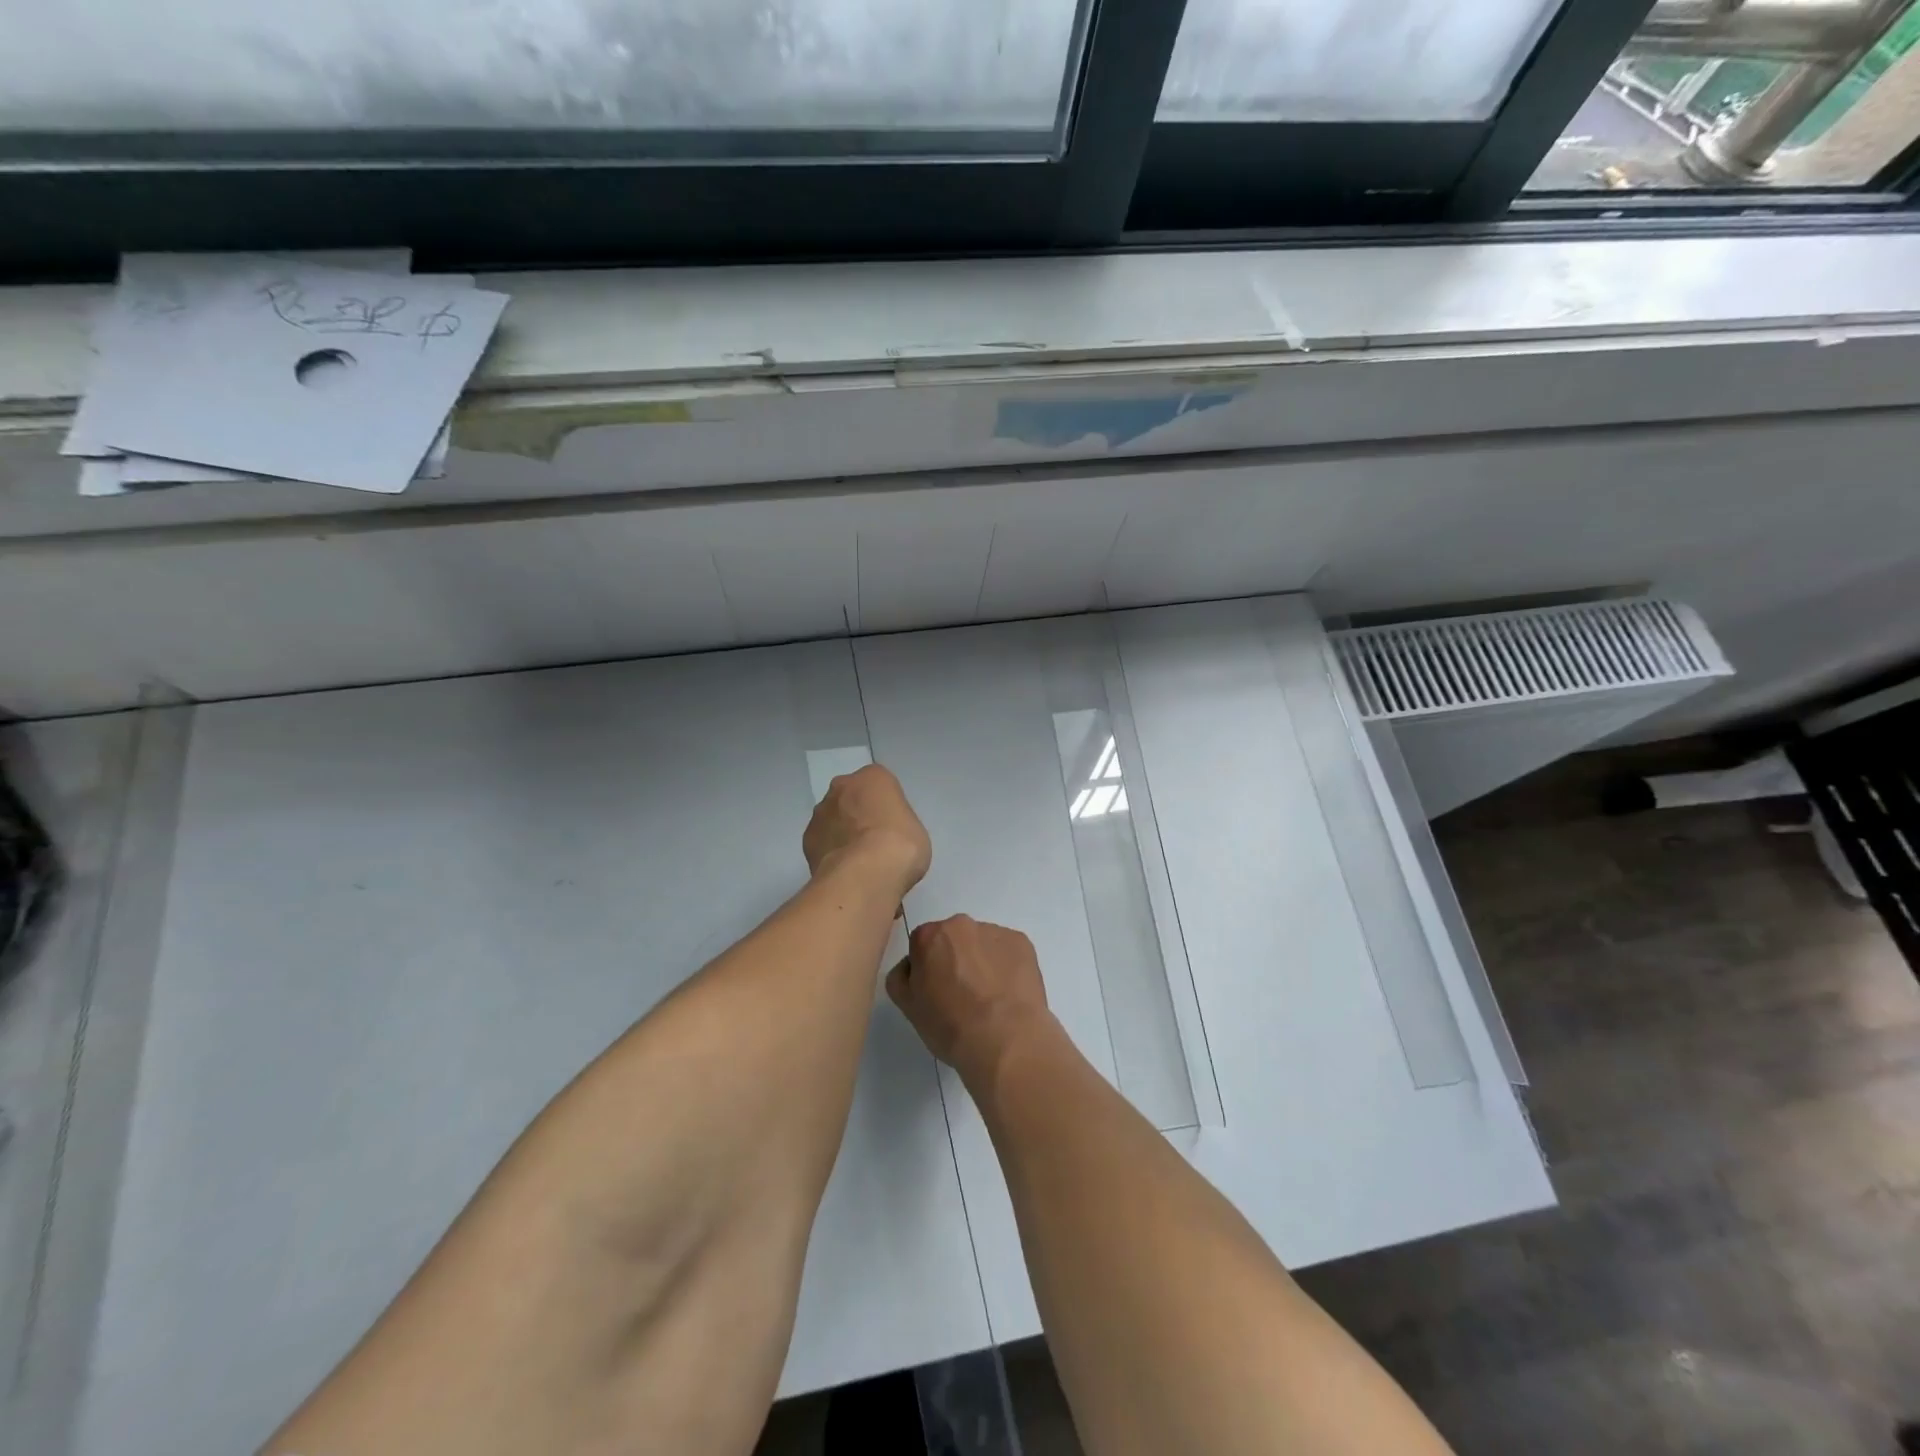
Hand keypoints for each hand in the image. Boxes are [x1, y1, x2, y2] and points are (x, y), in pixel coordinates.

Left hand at [803, 763, 931, 897]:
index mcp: (873, 777)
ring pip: (833, 819)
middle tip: (875, 842)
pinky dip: (831, 853)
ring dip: (842, 833)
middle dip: (859, 815)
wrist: (864, 875)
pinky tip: (844, 872)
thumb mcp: (915, 830)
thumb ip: (897, 824)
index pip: (880, 785)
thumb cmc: (900, 846)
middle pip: (851, 798)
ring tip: (858, 863)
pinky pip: (823, 842)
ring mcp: (820, 813)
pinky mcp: (807, 840)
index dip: (886, 807)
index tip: (893, 827)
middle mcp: (841, 787)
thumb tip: (885, 837)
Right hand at [888, 915, 1053, 1083]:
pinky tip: (1008, 995)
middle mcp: (961, 924)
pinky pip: (1007, 951)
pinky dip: (1006, 967)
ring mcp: (995, 931)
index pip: (921, 946)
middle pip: (953, 940)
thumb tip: (911, 966)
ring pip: (982, 944)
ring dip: (981, 963)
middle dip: (954, 960)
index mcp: (929, 936)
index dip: (927, 970)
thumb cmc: (950, 1025)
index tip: (935, 993)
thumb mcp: (908, 1008)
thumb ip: (900, 977)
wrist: (1006, 1039)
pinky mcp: (1022, 943)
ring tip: (990, 1000)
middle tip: (962, 996)